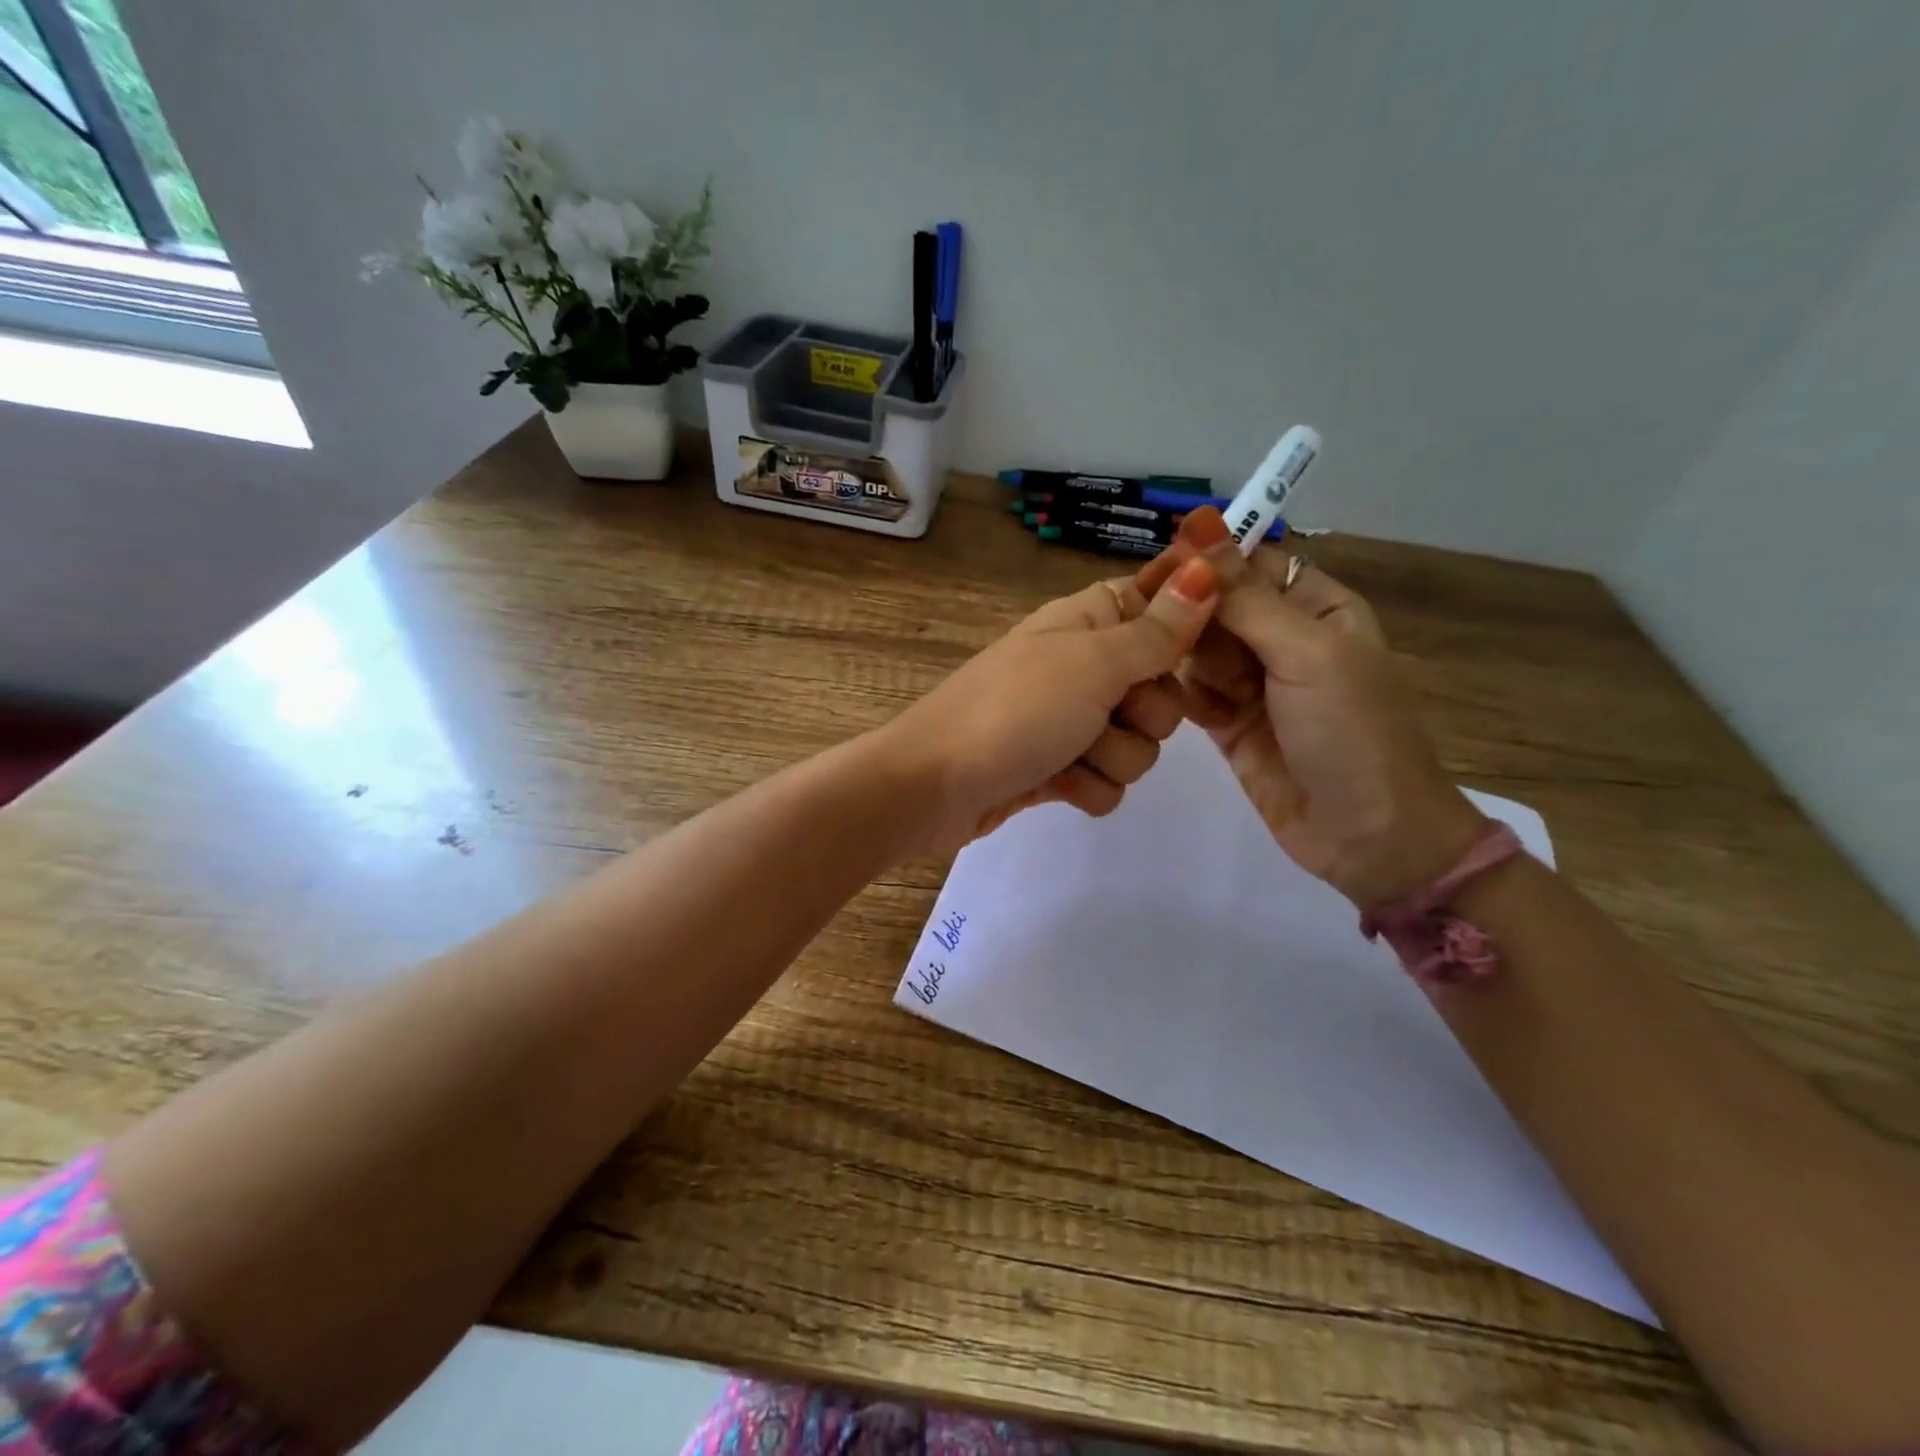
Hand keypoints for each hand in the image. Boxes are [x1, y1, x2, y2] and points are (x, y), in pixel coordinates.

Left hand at [890, 558, 1219, 851]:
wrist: (933, 786)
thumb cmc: (1014, 712)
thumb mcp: (1092, 663)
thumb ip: (1156, 629)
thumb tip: (1207, 567)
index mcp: (1087, 621)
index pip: (1156, 606)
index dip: (1181, 630)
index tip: (1187, 657)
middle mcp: (1081, 666)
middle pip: (1161, 687)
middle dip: (1147, 713)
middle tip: (1111, 713)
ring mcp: (1067, 721)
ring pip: (1138, 742)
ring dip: (1113, 757)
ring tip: (1070, 756)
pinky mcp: (1056, 768)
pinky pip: (1106, 780)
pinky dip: (1087, 787)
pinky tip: (1056, 785)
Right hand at [1138, 509, 1484, 907]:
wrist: (1367, 836)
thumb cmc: (1350, 732)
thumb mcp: (1304, 653)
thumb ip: (1244, 595)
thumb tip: (1199, 520)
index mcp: (1316, 606)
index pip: (1249, 560)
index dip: (1204, 560)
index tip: (1157, 573)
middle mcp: (1283, 638)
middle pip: (1214, 604)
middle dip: (1188, 617)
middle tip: (1157, 635)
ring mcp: (1253, 683)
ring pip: (1195, 648)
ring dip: (1180, 659)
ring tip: (1169, 683)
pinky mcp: (1228, 723)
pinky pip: (1189, 692)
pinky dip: (1177, 694)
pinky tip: (1167, 703)